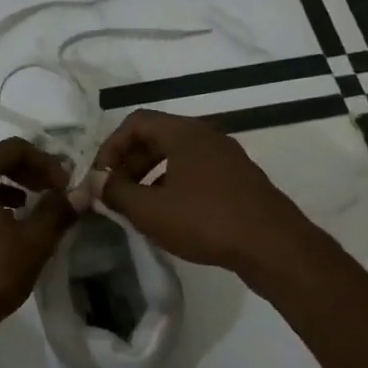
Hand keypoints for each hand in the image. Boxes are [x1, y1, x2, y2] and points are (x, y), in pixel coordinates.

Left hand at [0, 138, 77, 346]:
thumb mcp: (33, 242)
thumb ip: (58, 211)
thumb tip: (80, 192)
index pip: (11, 148)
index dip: (44, 161)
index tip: (64, 184)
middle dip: (21, 167)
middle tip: (46, 187)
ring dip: (2, 182)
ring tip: (28, 205)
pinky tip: (3, 224)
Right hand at [94, 110, 313, 274]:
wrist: (272, 245)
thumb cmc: (205, 220)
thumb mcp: (150, 210)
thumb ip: (116, 192)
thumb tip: (95, 182)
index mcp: (184, 133)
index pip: (136, 122)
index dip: (111, 146)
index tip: (100, 176)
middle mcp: (207, 136)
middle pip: (157, 137)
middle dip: (129, 162)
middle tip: (115, 191)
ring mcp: (227, 157)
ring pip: (177, 156)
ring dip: (150, 175)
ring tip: (138, 206)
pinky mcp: (239, 179)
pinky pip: (196, 171)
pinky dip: (174, 184)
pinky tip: (170, 215)